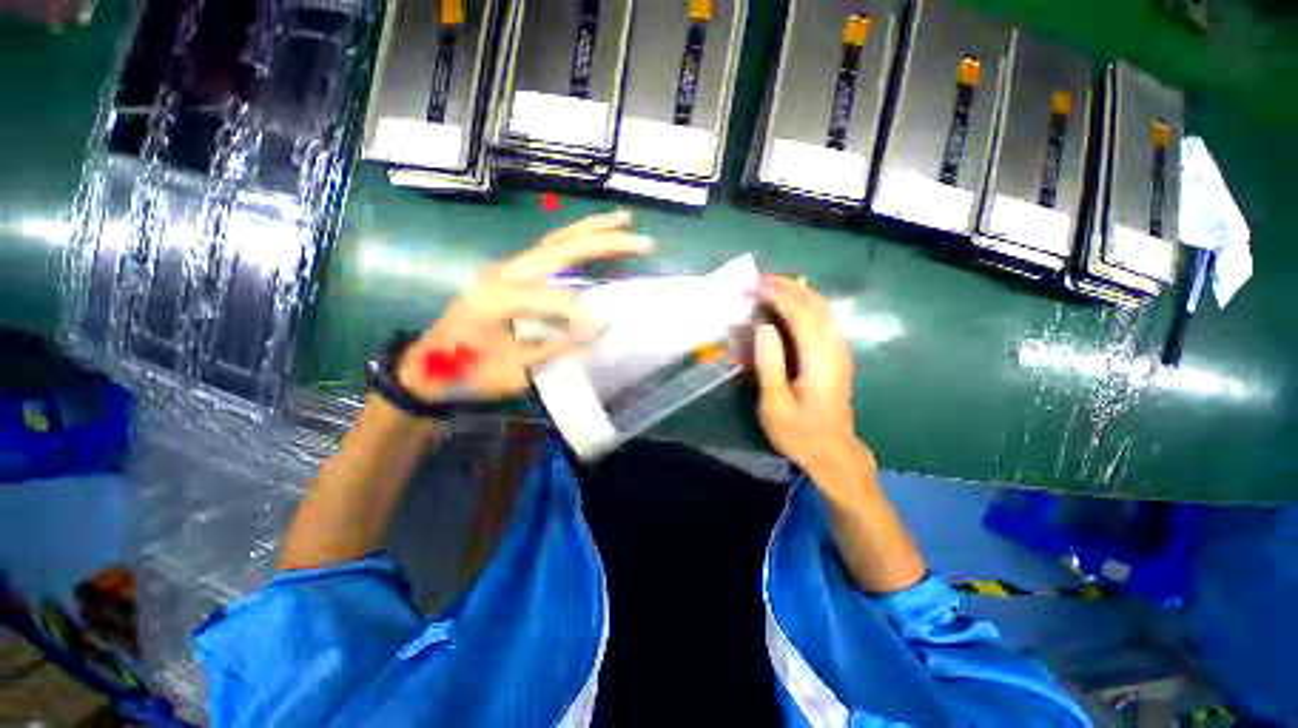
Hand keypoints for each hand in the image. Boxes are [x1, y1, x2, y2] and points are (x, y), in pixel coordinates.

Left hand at [396, 211, 652, 402]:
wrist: (426, 368)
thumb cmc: (466, 372)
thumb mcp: (511, 370)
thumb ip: (555, 346)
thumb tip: (597, 329)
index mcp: (498, 296)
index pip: (554, 297)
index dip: (582, 315)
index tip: (604, 331)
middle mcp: (503, 273)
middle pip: (560, 248)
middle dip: (603, 242)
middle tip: (642, 240)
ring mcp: (506, 269)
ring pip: (554, 240)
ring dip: (590, 230)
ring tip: (624, 220)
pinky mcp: (510, 274)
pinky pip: (548, 251)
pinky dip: (575, 241)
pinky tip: (593, 238)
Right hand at [754, 276, 867, 478]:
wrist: (833, 452)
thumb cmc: (799, 433)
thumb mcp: (775, 405)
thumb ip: (769, 364)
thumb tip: (764, 326)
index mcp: (819, 360)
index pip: (801, 315)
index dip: (777, 295)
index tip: (753, 286)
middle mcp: (835, 349)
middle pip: (816, 304)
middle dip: (788, 286)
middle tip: (758, 280)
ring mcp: (840, 351)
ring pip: (823, 308)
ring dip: (798, 291)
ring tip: (770, 286)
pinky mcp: (837, 355)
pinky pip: (823, 318)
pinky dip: (805, 304)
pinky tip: (789, 305)